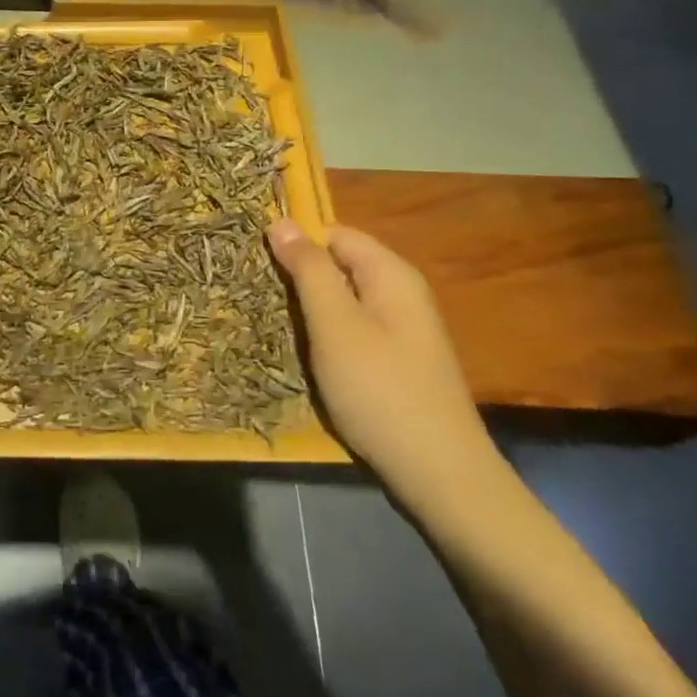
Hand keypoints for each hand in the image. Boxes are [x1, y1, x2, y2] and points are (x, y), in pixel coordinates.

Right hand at [267, 219, 496, 503]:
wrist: (439, 475)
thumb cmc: (380, 390)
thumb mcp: (334, 325)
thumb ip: (309, 270)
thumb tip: (282, 221)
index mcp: (391, 274)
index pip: (334, 233)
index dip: (295, 242)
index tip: (256, 262)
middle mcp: (401, 293)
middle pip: (339, 265)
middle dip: (299, 276)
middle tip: (258, 295)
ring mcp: (402, 329)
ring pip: (343, 300)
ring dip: (309, 309)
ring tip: (273, 322)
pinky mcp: (397, 361)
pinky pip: (352, 329)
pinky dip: (326, 335)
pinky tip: (306, 355)